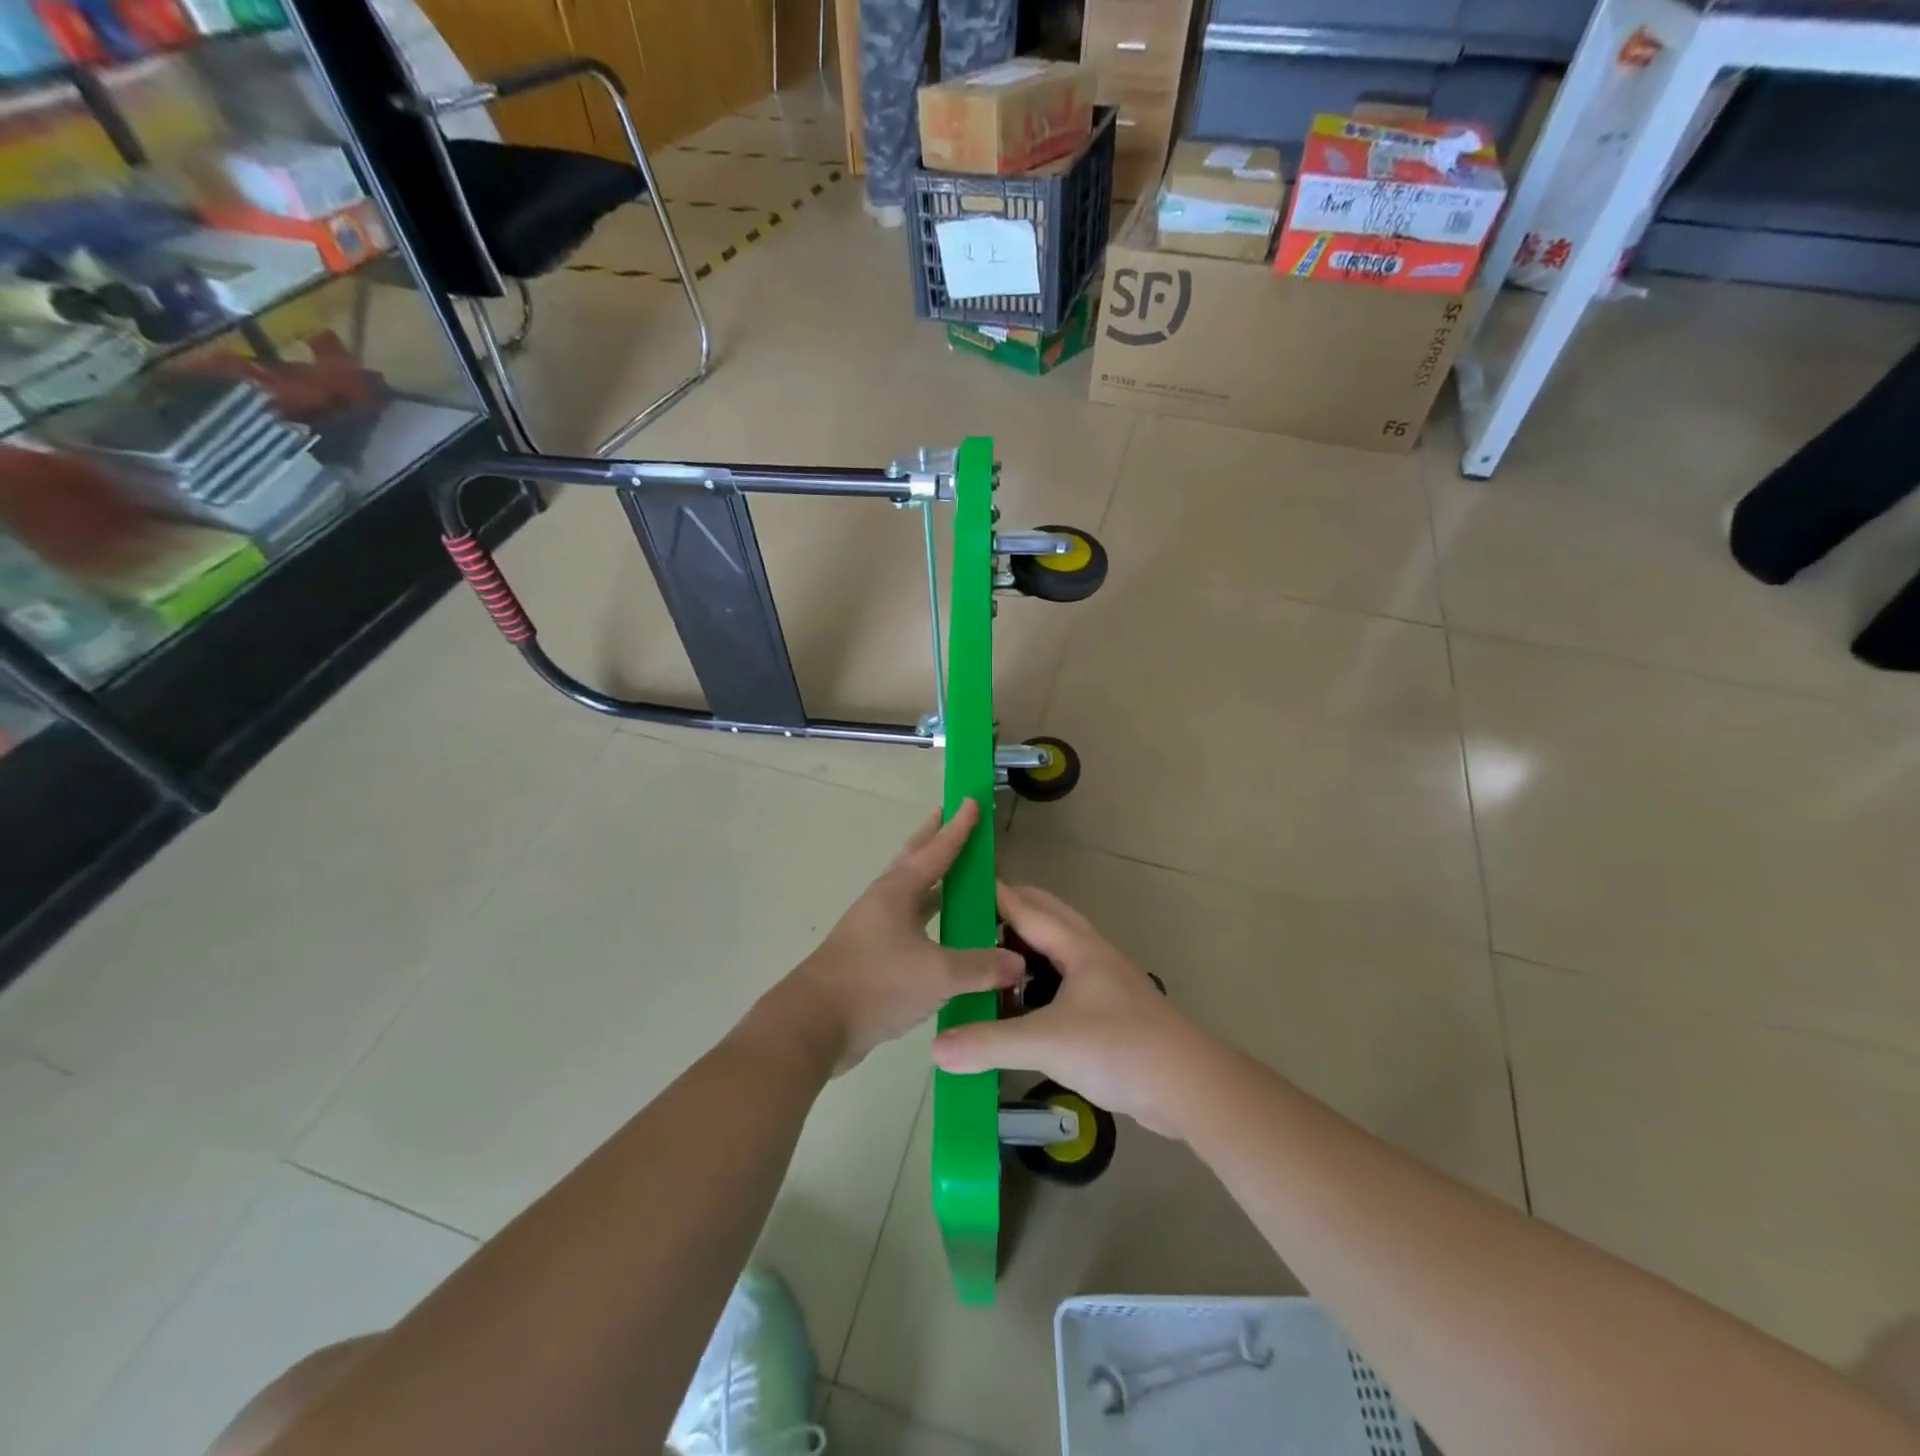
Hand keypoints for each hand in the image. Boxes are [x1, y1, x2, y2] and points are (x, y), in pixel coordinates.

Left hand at [770, 799, 1021, 1074]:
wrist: (814, 1024)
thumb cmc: (875, 985)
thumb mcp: (937, 975)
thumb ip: (981, 967)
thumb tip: (1018, 962)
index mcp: (898, 892)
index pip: (937, 850)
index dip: (959, 827)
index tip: (972, 801)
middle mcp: (885, 901)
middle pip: (915, 859)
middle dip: (934, 837)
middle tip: (951, 816)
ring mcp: (875, 928)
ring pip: (911, 891)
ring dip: (932, 877)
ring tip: (954, 869)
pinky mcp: (872, 954)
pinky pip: (908, 922)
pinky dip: (928, 915)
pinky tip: (943, 931)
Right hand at [931, 882, 1208, 1136]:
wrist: (1188, 1085)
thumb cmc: (1119, 1048)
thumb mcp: (1047, 1043)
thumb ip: (989, 1042)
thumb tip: (935, 1048)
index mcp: (1075, 945)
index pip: (1024, 906)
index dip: (991, 892)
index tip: (956, 882)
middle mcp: (1088, 953)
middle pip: (1042, 918)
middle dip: (1005, 914)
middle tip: (962, 924)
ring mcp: (1100, 981)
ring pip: (1052, 951)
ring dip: (1021, 950)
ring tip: (982, 962)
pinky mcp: (1106, 1009)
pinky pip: (1060, 982)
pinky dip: (1034, 983)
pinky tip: (1016, 1007)